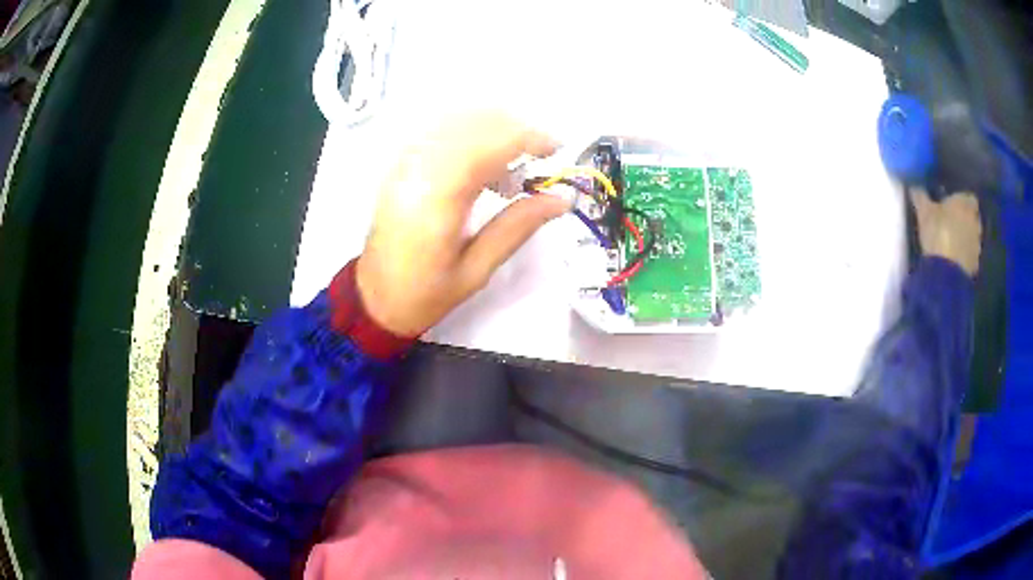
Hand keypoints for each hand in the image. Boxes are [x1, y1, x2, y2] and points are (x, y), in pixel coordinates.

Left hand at [356, 112, 569, 336]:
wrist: (374, 299)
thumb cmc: (426, 294)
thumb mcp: (478, 270)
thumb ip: (518, 226)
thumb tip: (562, 198)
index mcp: (438, 199)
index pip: (489, 144)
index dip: (529, 138)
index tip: (556, 149)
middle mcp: (418, 170)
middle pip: (474, 123)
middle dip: (514, 130)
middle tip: (536, 160)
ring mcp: (404, 164)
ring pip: (456, 121)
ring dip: (492, 131)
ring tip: (508, 170)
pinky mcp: (399, 165)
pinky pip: (439, 131)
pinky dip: (469, 136)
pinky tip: (480, 165)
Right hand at [911, 189, 980, 276]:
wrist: (946, 273)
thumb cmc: (938, 233)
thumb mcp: (924, 211)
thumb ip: (921, 195)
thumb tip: (914, 184)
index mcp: (965, 203)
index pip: (968, 196)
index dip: (962, 200)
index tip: (953, 203)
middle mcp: (975, 221)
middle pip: (972, 216)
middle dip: (965, 218)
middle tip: (952, 221)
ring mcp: (977, 244)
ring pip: (972, 236)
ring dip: (965, 237)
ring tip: (953, 241)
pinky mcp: (975, 264)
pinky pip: (970, 254)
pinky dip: (965, 254)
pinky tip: (955, 257)